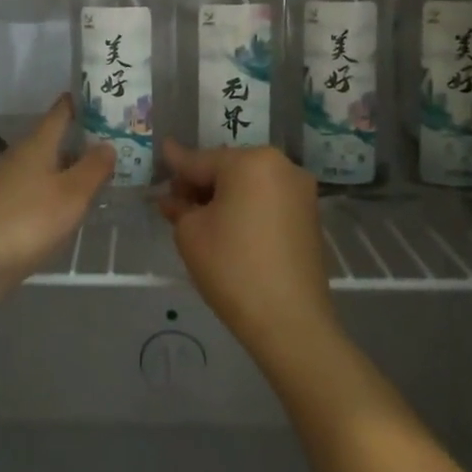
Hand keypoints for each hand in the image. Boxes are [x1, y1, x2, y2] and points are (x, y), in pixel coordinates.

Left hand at [0, 96, 112, 317]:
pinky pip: (33, 193)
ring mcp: (4, 185)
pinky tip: (65, 210)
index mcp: (36, 145)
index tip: (103, 96)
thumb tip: (108, 144)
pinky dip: (52, 194)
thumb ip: (93, 168)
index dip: (81, 102)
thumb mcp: (71, 194)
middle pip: (52, 141)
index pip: (60, 112)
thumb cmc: (26, 221)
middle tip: (114, 143)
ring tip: (96, 177)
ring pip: (42, 168)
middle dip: (80, 141)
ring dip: (67, 170)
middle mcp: (17, 158)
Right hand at [158, 140, 337, 367]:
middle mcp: (281, 165)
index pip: (200, 160)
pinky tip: (229, 228)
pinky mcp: (309, 215)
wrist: (289, 320)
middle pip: (228, 168)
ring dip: (224, 196)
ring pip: (249, 184)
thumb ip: (179, 206)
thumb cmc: (232, 267)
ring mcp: (300, 190)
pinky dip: (247, 207)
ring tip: (200, 219)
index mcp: (251, 161)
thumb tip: (174, 198)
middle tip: (176, 203)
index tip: (162, 150)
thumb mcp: (190, 233)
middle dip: (201, 183)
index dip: (176, 162)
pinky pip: (267, 200)